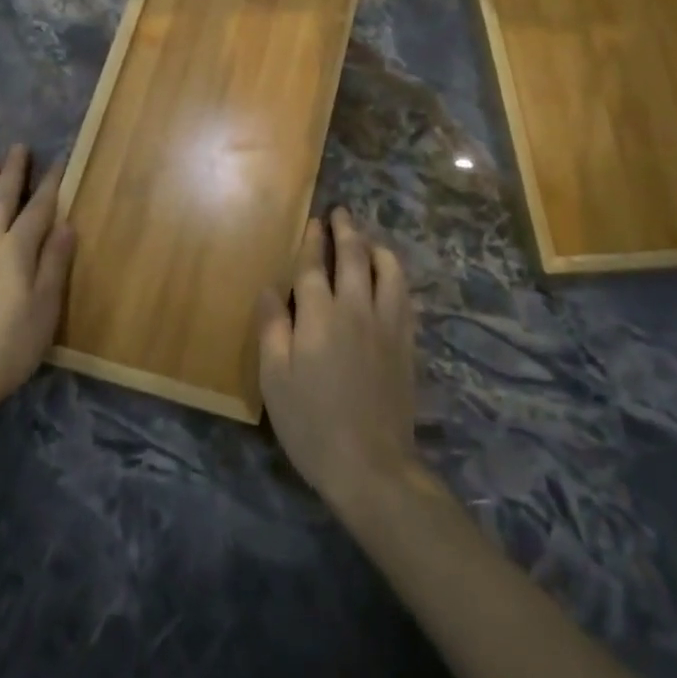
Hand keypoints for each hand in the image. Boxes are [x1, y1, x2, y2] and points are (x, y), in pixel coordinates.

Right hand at [256, 208, 418, 513]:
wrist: (371, 465)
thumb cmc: (311, 423)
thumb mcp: (274, 379)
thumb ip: (272, 328)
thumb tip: (270, 288)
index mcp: (320, 316)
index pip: (313, 267)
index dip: (312, 241)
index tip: (313, 221)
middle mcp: (356, 309)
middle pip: (354, 257)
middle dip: (346, 230)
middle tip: (341, 212)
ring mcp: (387, 325)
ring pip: (388, 270)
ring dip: (377, 247)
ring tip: (368, 239)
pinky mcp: (406, 344)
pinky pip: (405, 295)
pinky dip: (395, 276)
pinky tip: (390, 278)